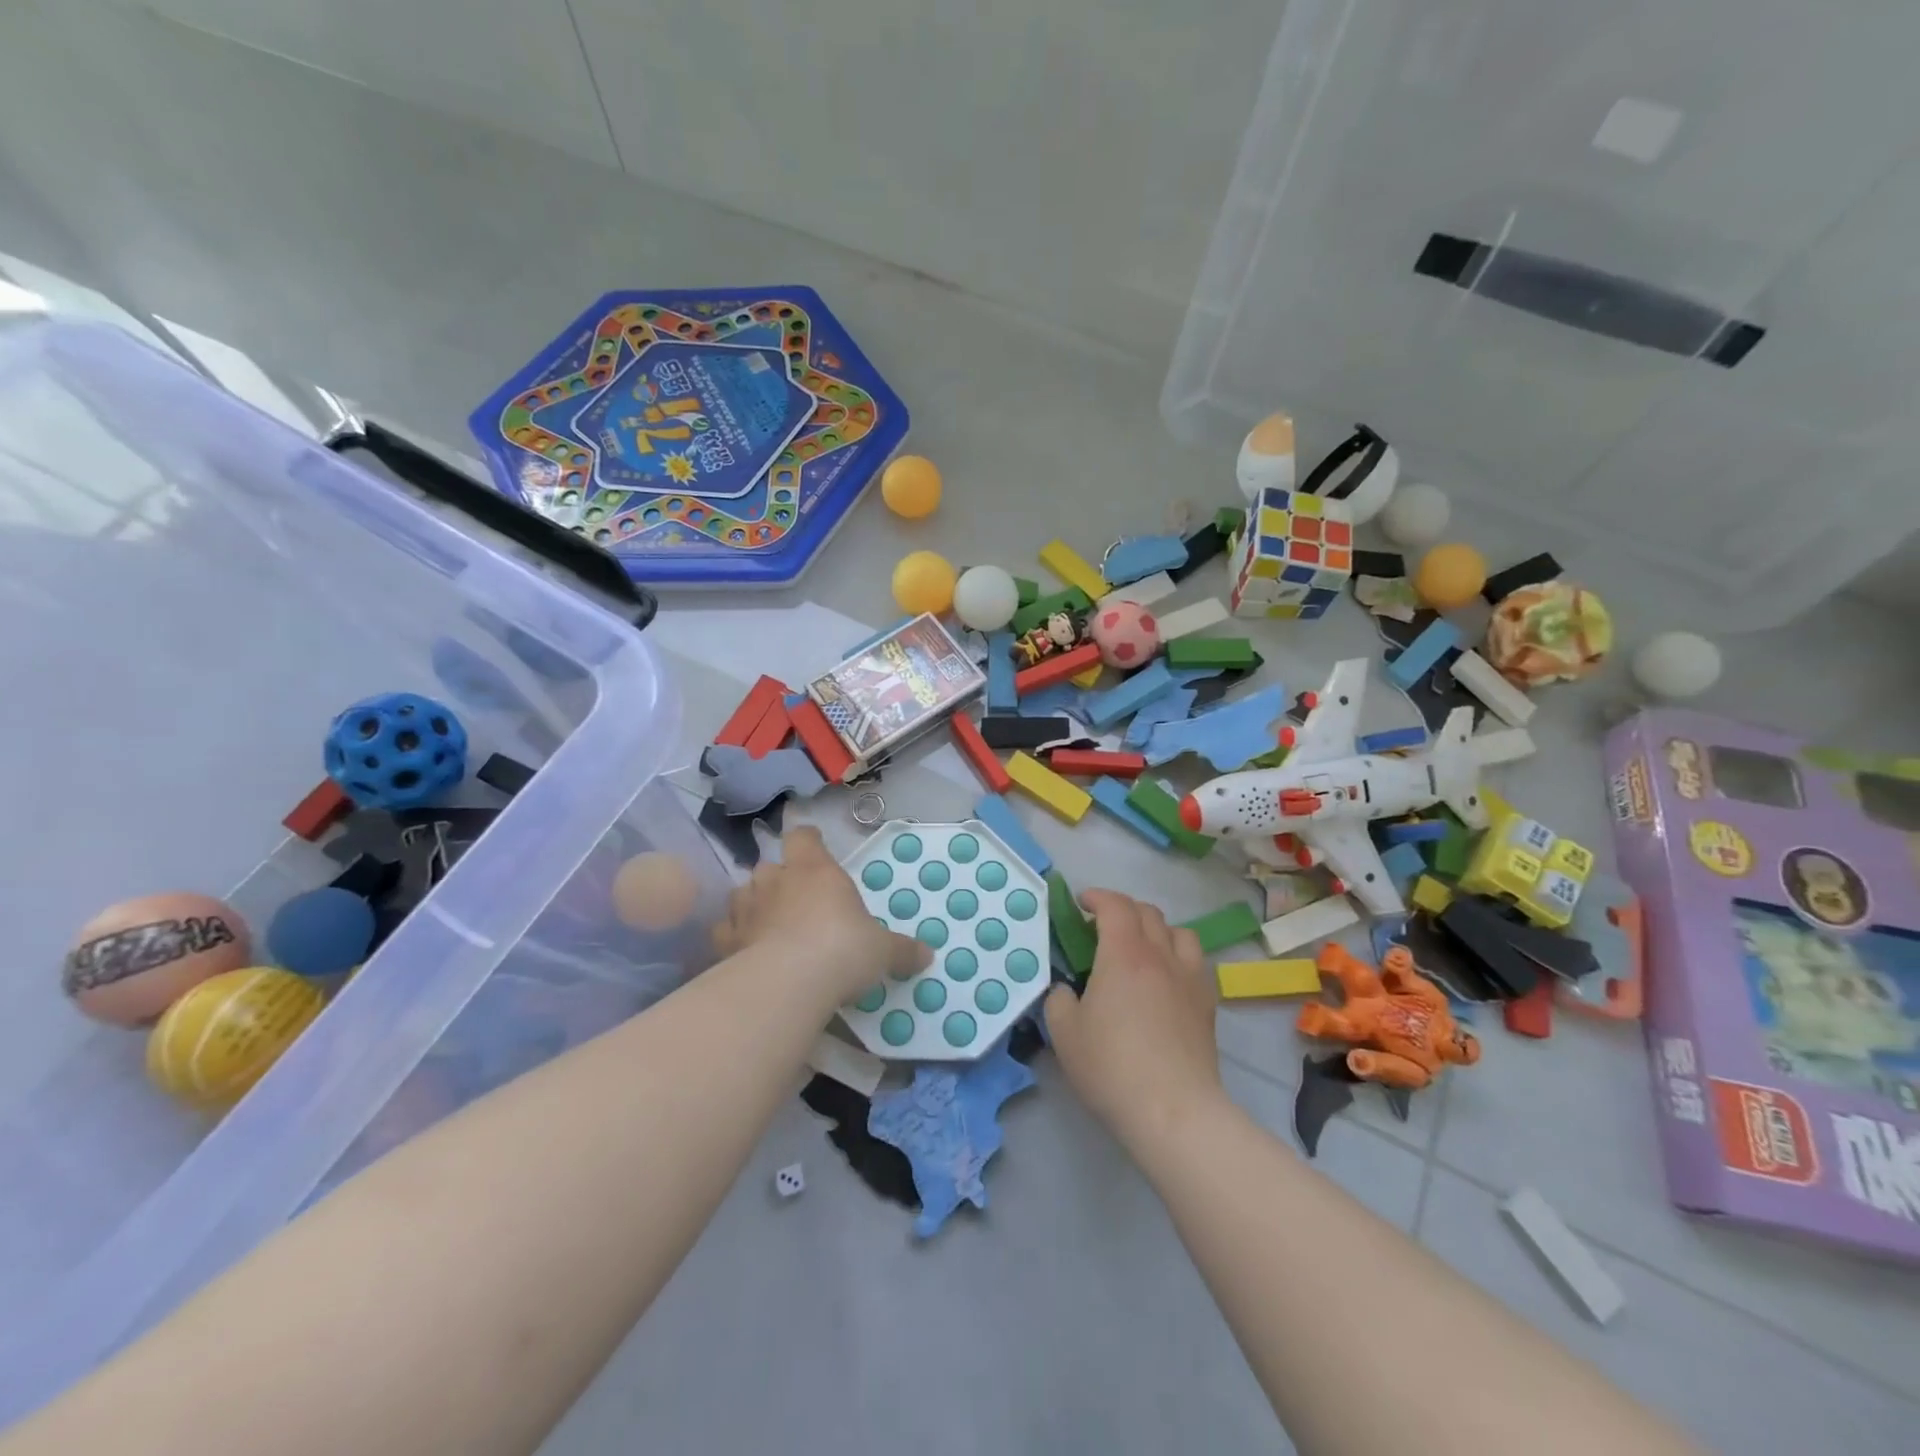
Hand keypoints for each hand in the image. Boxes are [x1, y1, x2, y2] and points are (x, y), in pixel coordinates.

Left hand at [712, 825, 928, 1001]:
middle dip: (780, 879)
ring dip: (754, 904)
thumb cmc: (843, 949)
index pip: (803, 836)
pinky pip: (726, 931)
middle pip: (770, 866)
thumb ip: (902, 950)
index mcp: (814, 869)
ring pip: (744, 893)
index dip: (808, 840)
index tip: (814, 846)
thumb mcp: (882, 951)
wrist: (789, 983)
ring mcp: (746, 908)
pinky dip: (734, 937)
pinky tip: (744, 950)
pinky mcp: (726, 941)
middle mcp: (776, 880)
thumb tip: (928, 955)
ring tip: (768, 924)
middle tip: (797, 900)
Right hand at [1045, 889, 1223, 1150]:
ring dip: (1156, 929)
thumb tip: (1067, 989)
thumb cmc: (1111, 1066)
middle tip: (1103, 927)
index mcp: (1123, 954)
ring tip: (1141, 948)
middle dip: (1123, 910)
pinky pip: (1195, 961)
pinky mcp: (1207, 1004)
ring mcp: (1189, 978)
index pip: (1115, 905)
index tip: (1081, 903)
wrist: (1173, 1110)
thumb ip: (1059, 998)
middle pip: (1147, 912)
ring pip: (1179, 931)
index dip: (1097, 897)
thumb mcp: (1064, 1032)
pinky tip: (1167, 979)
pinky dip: (1178, 956)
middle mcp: (1160, 956)